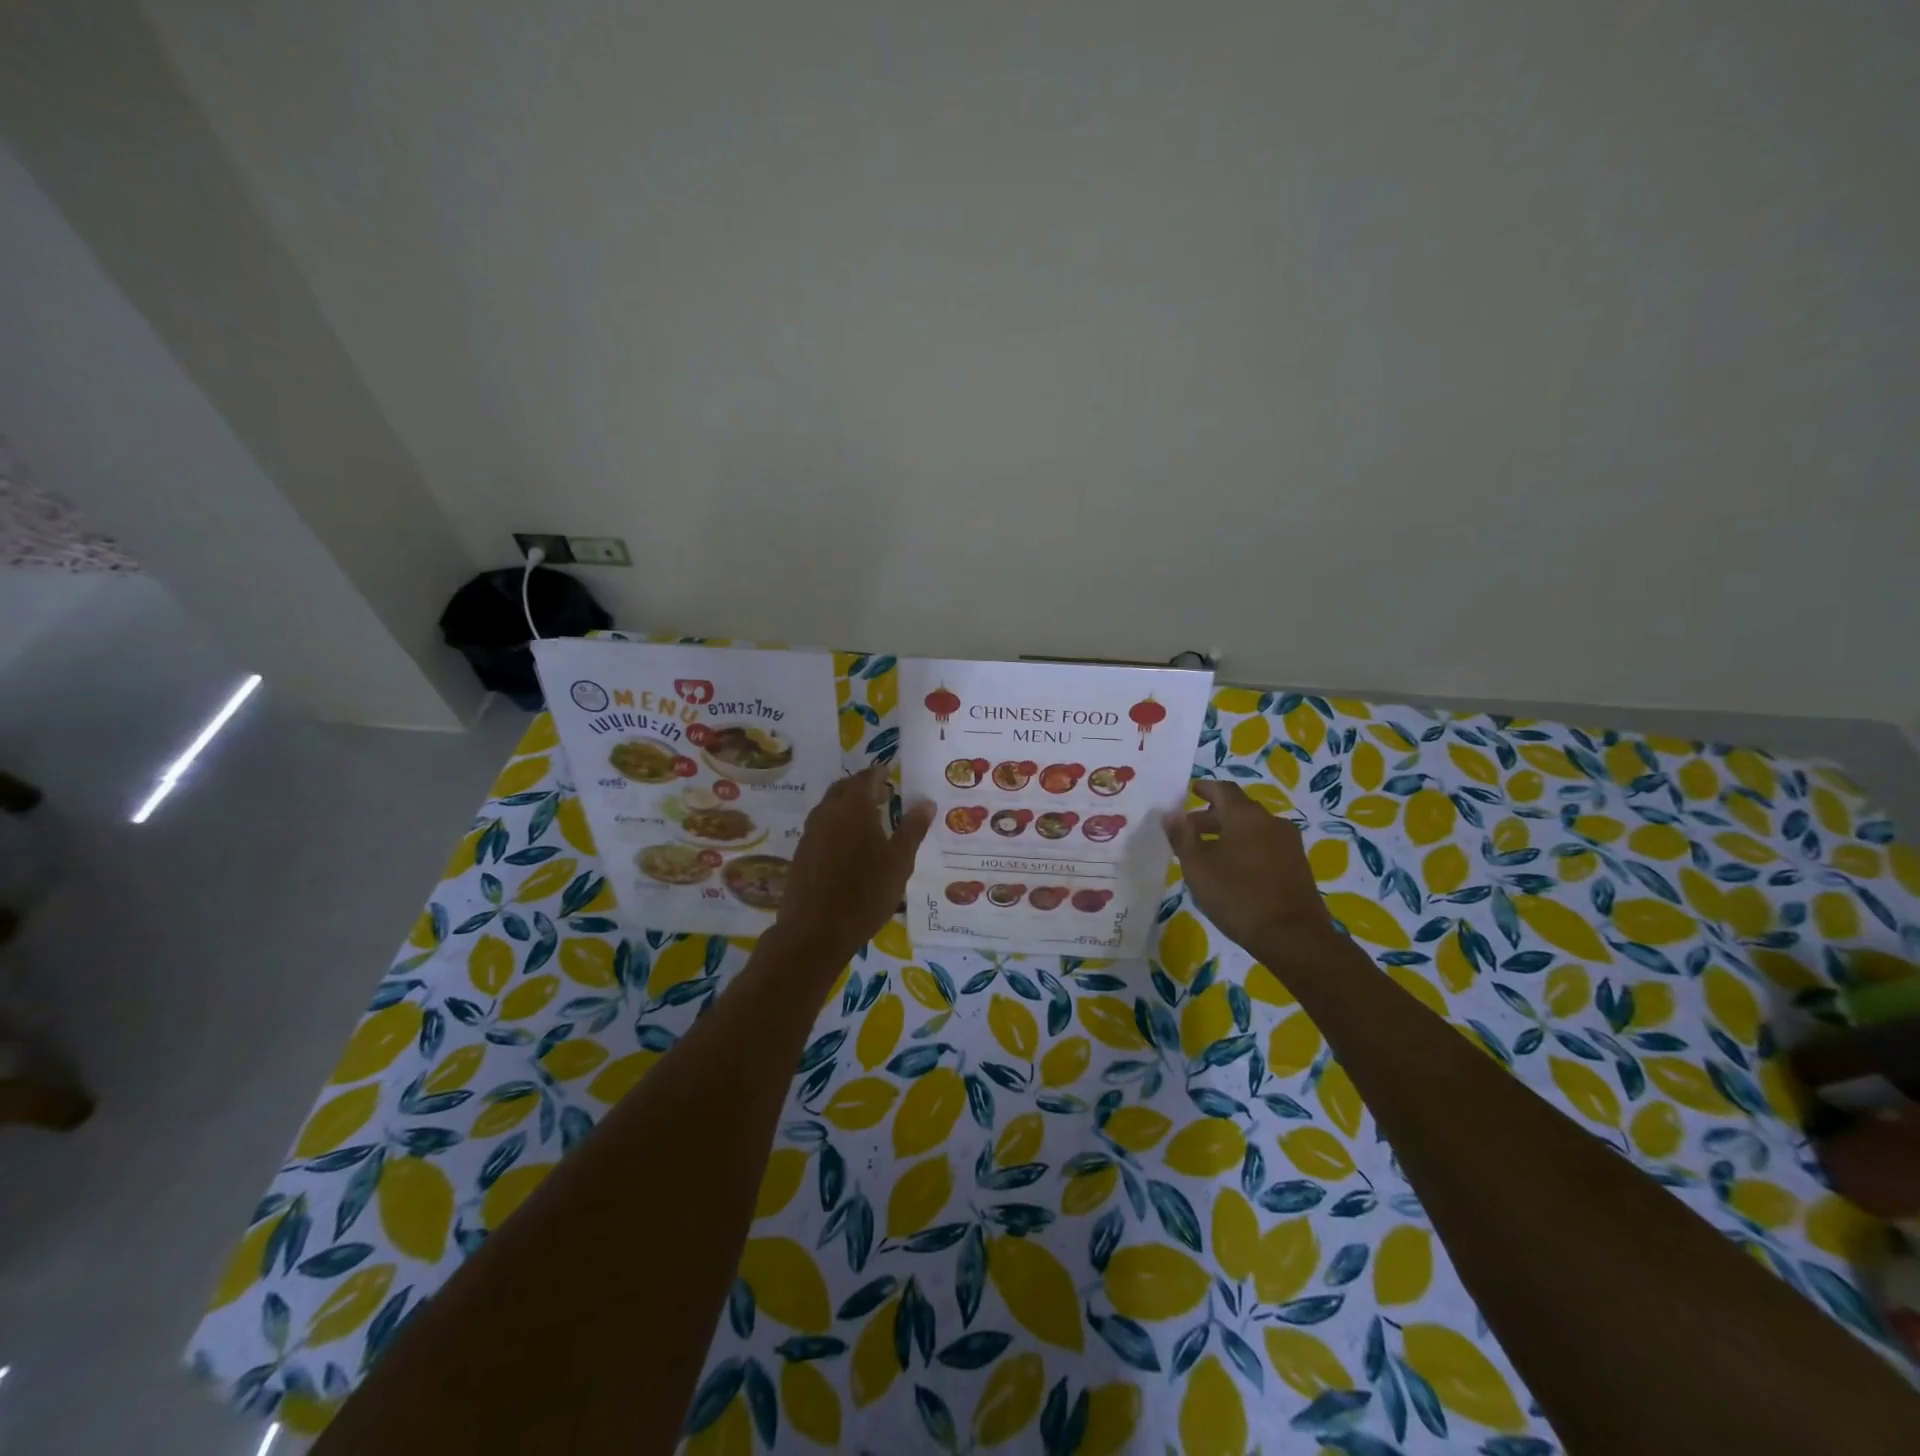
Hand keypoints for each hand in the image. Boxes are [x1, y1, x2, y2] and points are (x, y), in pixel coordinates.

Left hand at [776, 764, 933, 958]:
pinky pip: (821, 827)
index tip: (890, 774)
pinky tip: (848, 846)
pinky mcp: (801, 853)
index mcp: (854, 807)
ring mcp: (810, 833)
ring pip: (830, 807)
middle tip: (883, 795)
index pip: (867, 777)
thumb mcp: (899, 862)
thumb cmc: (865, 893)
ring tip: (869, 820)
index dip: (879, 773)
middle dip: (862, 787)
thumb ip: (913, 829)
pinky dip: (836, 825)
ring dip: (848, 806)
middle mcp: (828, 812)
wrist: (815, 931)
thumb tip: (926, 802)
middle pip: (844, 788)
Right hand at [1163, 779, 1334, 954]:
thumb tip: (1171, 813)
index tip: (1191, 792)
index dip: (1205, 788)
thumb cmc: (1237, 895)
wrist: (1292, 936)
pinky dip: (1247, 848)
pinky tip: (1234, 869)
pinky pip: (1266, 845)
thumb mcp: (1197, 866)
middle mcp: (1271, 821)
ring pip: (1253, 828)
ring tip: (1209, 853)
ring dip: (1230, 833)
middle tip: (1190, 830)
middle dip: (1213, 816)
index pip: (1223, 789)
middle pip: (1238, 809)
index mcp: (1245, 815)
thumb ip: (1182, 836)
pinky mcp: (1298, 865)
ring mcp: (1289, 843)